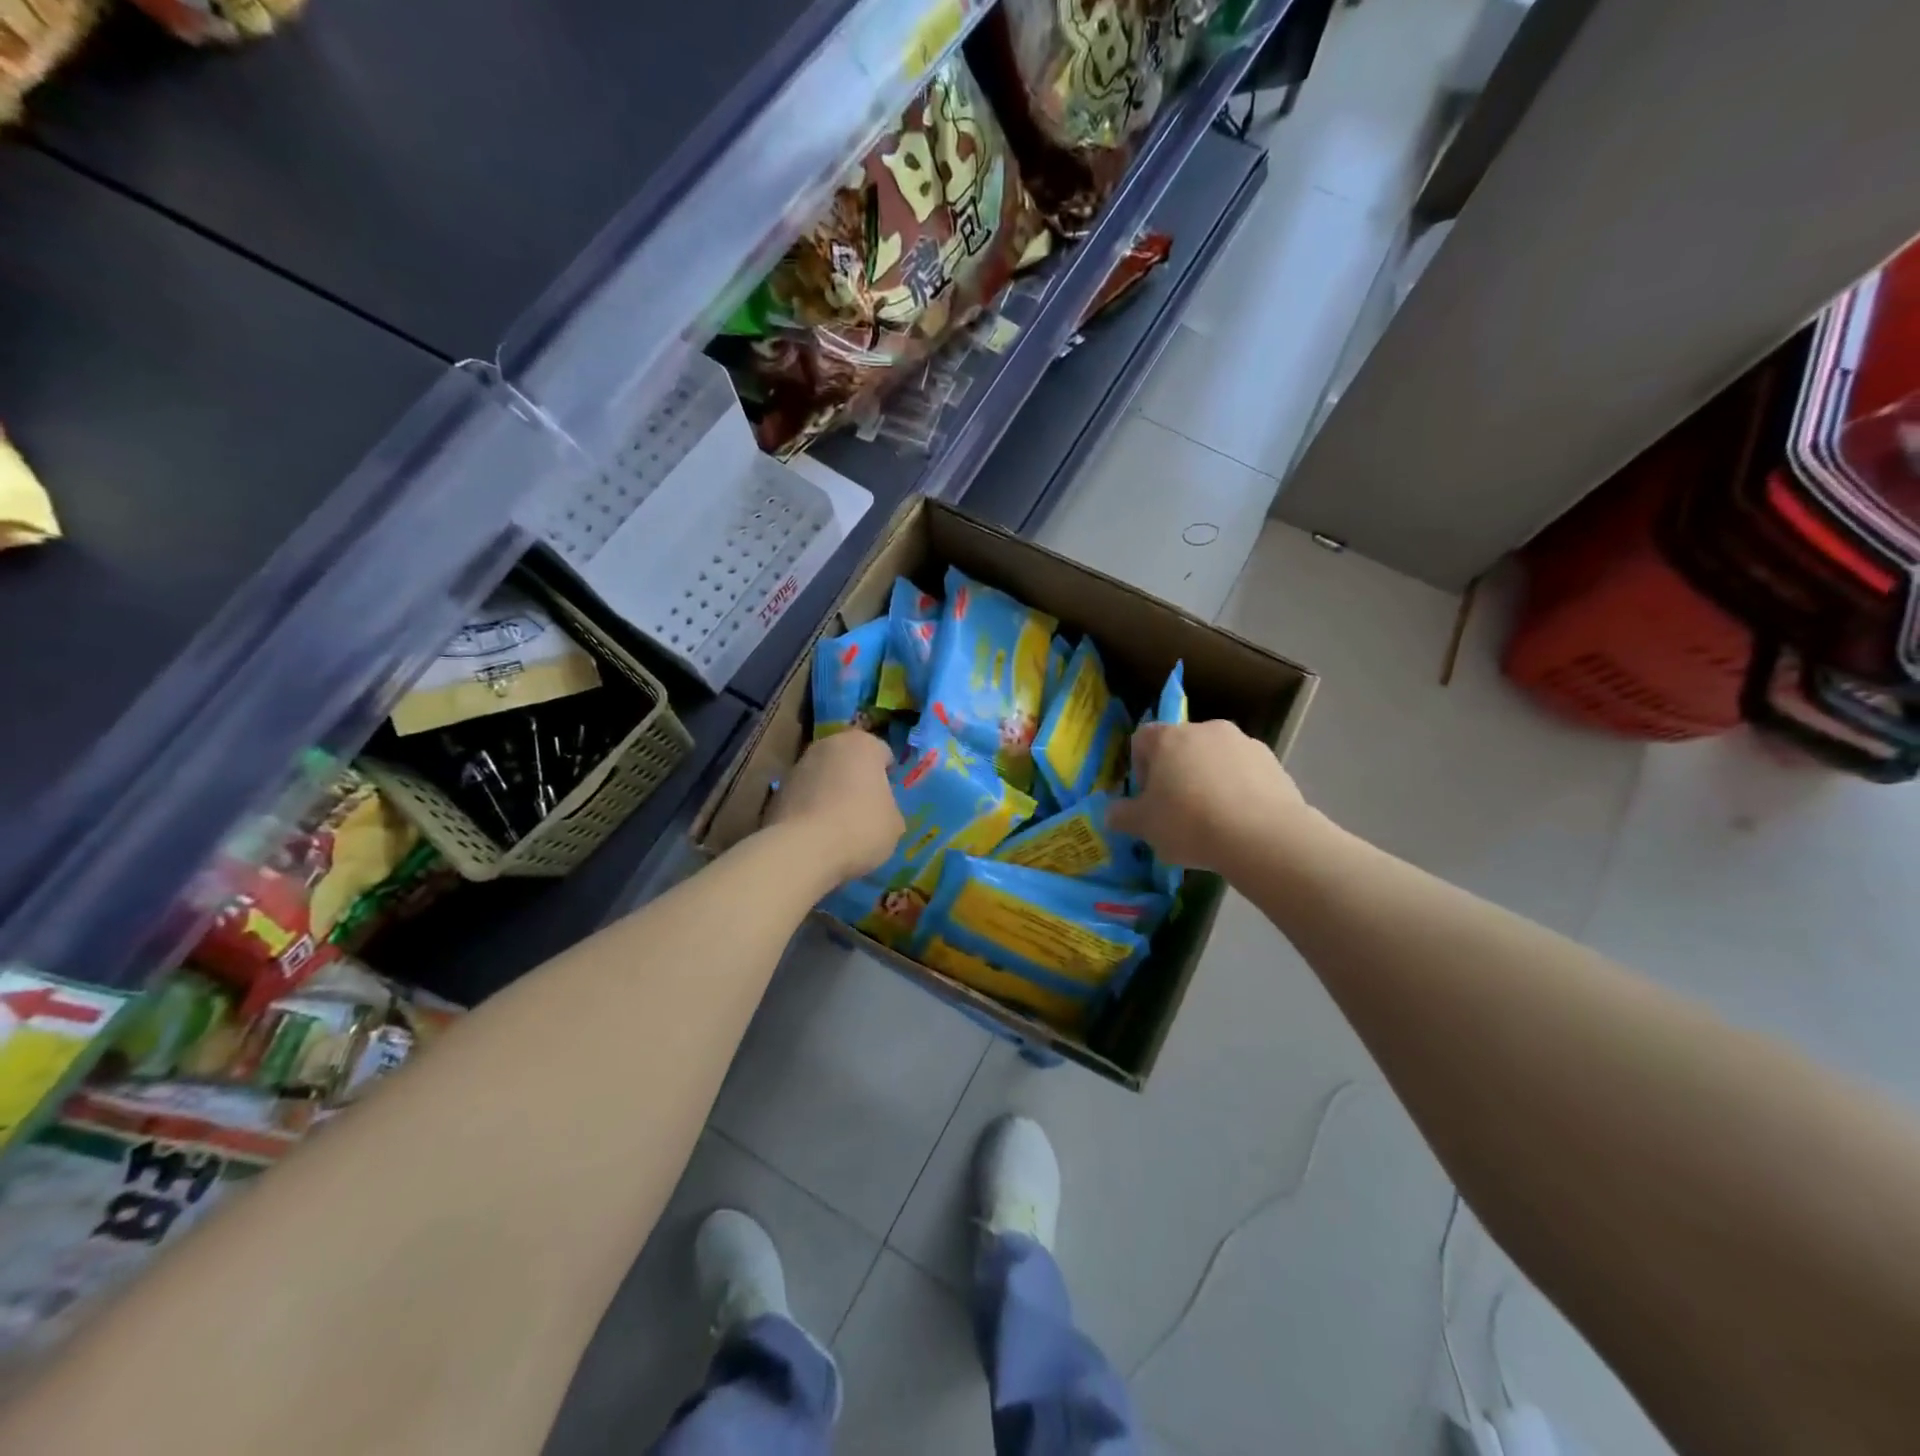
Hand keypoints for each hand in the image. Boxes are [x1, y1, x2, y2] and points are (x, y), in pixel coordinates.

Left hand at [764, 729, 902, 884]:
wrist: (803, 849)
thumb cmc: (860, 827)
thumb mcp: (894, 824)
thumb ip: (889, 808)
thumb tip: (879, 811)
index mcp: (862, 744)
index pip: (882, 753)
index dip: (887, 776)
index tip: (887, 799)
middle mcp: (828, 745)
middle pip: (849, 760)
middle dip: (856, 779)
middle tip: (864, 809)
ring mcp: (798, 765)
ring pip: (823, 776)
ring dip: (830, 792)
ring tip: (838, 826)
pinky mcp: (777, 790)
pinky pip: (804, 796)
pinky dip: (810, 808)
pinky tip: (816, 834)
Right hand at [1107, 719, 1315, 875]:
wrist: (1263, 836)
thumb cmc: (1190, 824)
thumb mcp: (1144, 827)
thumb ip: (1122, 816)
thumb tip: (1112, 813)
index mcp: (1169, 738)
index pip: (1142, 739)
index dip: (1140, 767)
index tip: (1147, 797)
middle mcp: (1205, 729)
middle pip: (1181, 746)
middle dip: (1176, 773)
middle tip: (1178, 810)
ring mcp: (1243, 742)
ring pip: (1214, 758)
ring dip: (1208, 779)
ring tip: (1213, 818)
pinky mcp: (1272, 761)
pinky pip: (1244, 771)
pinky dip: (1238, 788)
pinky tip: (1239, 820)